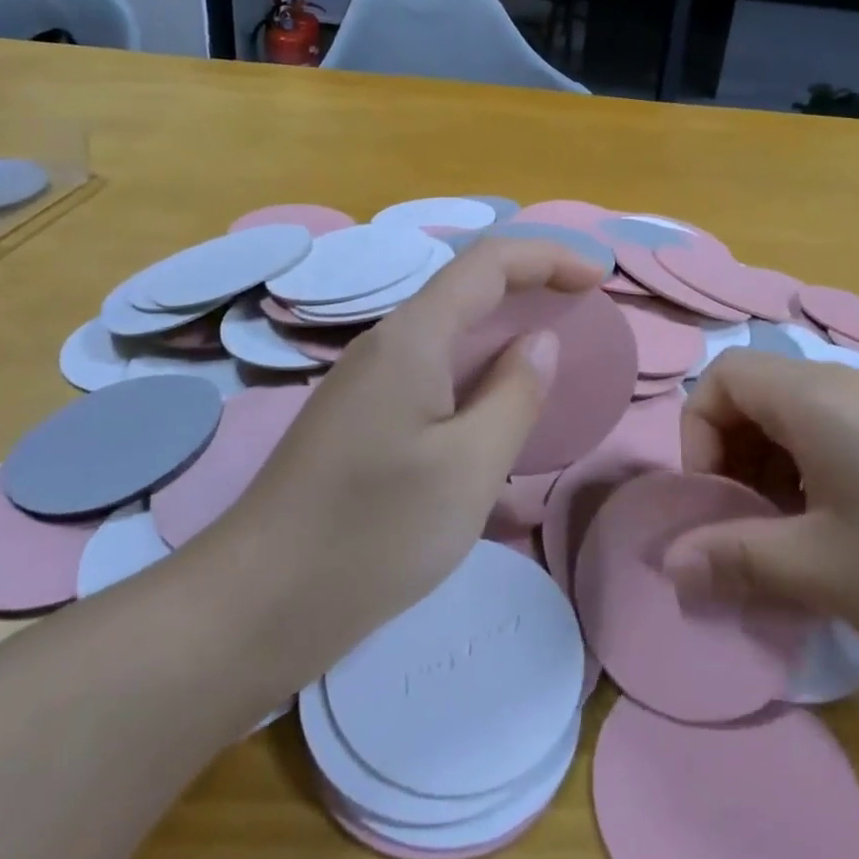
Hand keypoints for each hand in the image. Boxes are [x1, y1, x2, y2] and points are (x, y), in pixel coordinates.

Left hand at [212, 239, 601, 680]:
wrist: (259, 601)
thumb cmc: (375, 532)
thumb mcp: (470, 467)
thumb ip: (515, 394)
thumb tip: (541, 341)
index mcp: (413, 336)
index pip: (489, 262)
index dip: (548, 257)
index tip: (598, 278)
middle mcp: (386, 343)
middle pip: (466, 288)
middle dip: (530, 288)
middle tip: (584, 315)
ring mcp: (367, 381)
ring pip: (447, 332)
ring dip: (502, 332)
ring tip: (551, 359)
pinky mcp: (360, 417)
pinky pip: (430, 371)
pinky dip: (475, 372)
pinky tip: (494, 411)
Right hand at [662, 349, 858, 694]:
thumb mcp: (821, 570)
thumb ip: (733, 557)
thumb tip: (670, 565)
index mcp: (818, 397)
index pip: (723, 377)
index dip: (698, 435)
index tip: (716, 503)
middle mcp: (854, 389)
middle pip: (760, 398)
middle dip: (735, 462)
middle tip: (750, 534)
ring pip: (804, 426)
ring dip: (777, 478)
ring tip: (797, 549)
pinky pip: (848, 445)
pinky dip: (822, 484)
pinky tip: (851, 547)